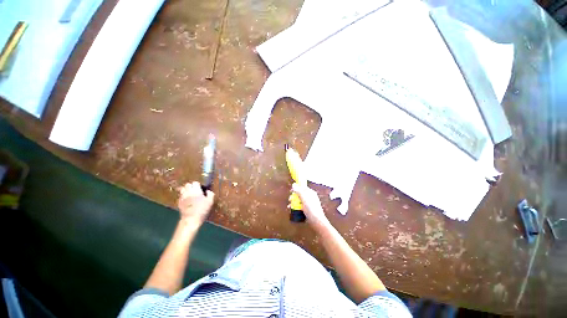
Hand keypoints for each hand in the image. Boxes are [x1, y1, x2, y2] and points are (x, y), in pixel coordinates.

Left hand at [177, 182, 214, 225]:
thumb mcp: (210, 202)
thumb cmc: (202, 210)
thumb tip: (208, 191)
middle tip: (196, 190)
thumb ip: (210, 194)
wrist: (191, 219)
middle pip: (187, 184)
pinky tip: (187, 200)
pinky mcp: (179, 202)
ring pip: (182, 189)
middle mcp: (188, 192)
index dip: (198, 184)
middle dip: (191, 186)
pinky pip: (180, 196)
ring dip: (186, 190)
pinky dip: (183, 196)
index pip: (195, 182)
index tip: (201, 188)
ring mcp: (182, 197)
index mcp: (196, 190)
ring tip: (190, 194)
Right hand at [291, 183, 329, 228]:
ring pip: (299, 200)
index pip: (302, 187)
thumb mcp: (304, 198)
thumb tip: (294, 184)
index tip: (290, 191)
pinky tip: (291, 209)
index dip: (296, 188)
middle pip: (300, 194)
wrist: (316, 221)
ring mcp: (308, 204)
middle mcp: (309, 197)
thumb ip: (299, 190)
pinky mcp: (306, 210)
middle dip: (294, 196)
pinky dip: (295, 207)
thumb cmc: (311, 208)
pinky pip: (300, 206)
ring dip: (293, 202)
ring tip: (289, 206)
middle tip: (290, 199)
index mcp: (310, 192)